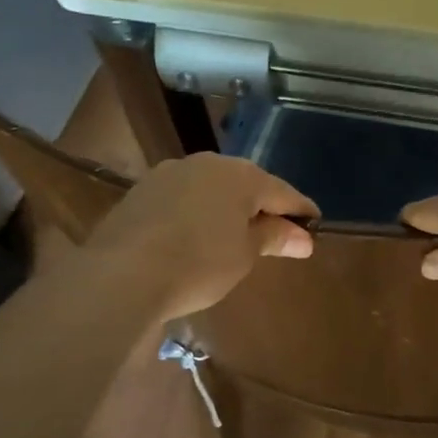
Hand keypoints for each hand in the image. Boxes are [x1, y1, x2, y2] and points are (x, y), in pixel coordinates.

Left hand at [83, 153, 318, 320]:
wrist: (122, 273)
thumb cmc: (198, 264)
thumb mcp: (244, 255)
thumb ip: (273, 238)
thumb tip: (303, 237)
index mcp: (242, 175)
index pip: (283, 191)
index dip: (301, 210)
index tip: (315, 225)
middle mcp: (208, 163)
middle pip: (247, 183)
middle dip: (264, 205)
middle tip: (278, 231)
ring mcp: (171, 172)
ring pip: (212, 187)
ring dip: (228, 206)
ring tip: (235, 233)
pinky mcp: (143, 189)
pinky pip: (184, 196)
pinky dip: (198, 211)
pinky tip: (196, 233)